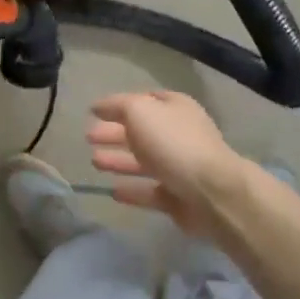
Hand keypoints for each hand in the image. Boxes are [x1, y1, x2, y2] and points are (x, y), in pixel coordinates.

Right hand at [86, 90, 246, 235]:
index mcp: (175, 108)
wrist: (211, 192)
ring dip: (119, 161)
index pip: (144, 101)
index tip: (95, 112)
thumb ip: (118, 106)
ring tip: (94, 162)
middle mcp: (179, 134)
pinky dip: (132, 190)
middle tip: (88, 138)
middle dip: (114, 134)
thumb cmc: (173, 142)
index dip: (119, 105)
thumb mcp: (140, 111)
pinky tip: (112, 191)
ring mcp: (180, 167)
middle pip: (141, 132)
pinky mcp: (178, 197)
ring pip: (143, 162)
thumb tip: (99, 106)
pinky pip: (150, 191)